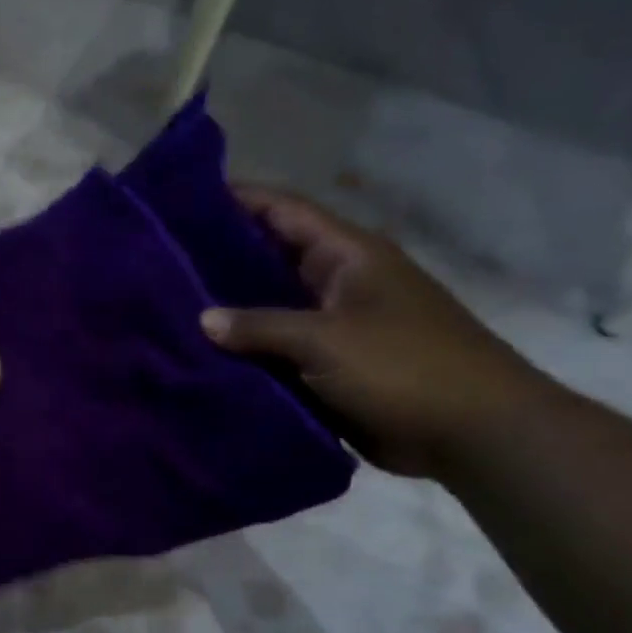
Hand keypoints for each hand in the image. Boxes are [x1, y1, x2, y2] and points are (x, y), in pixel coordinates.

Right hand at [201, 187, 551, 478]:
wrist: (471, 432)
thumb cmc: (404, 368)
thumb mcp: (326, 339)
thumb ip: (260, 326)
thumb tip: (203, 319)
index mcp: (347, 256)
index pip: (284, 211)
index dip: (237, 200)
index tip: (182, 202)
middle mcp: (337, 282)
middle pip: (270, 258)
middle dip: (219, 259)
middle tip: (160, 263)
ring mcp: (333, 326)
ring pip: (269, 310)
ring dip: (229, 313)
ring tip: (168, 310)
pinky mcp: (329, 367)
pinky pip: (277, 353)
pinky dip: (245, 355)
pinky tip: (202, 359)